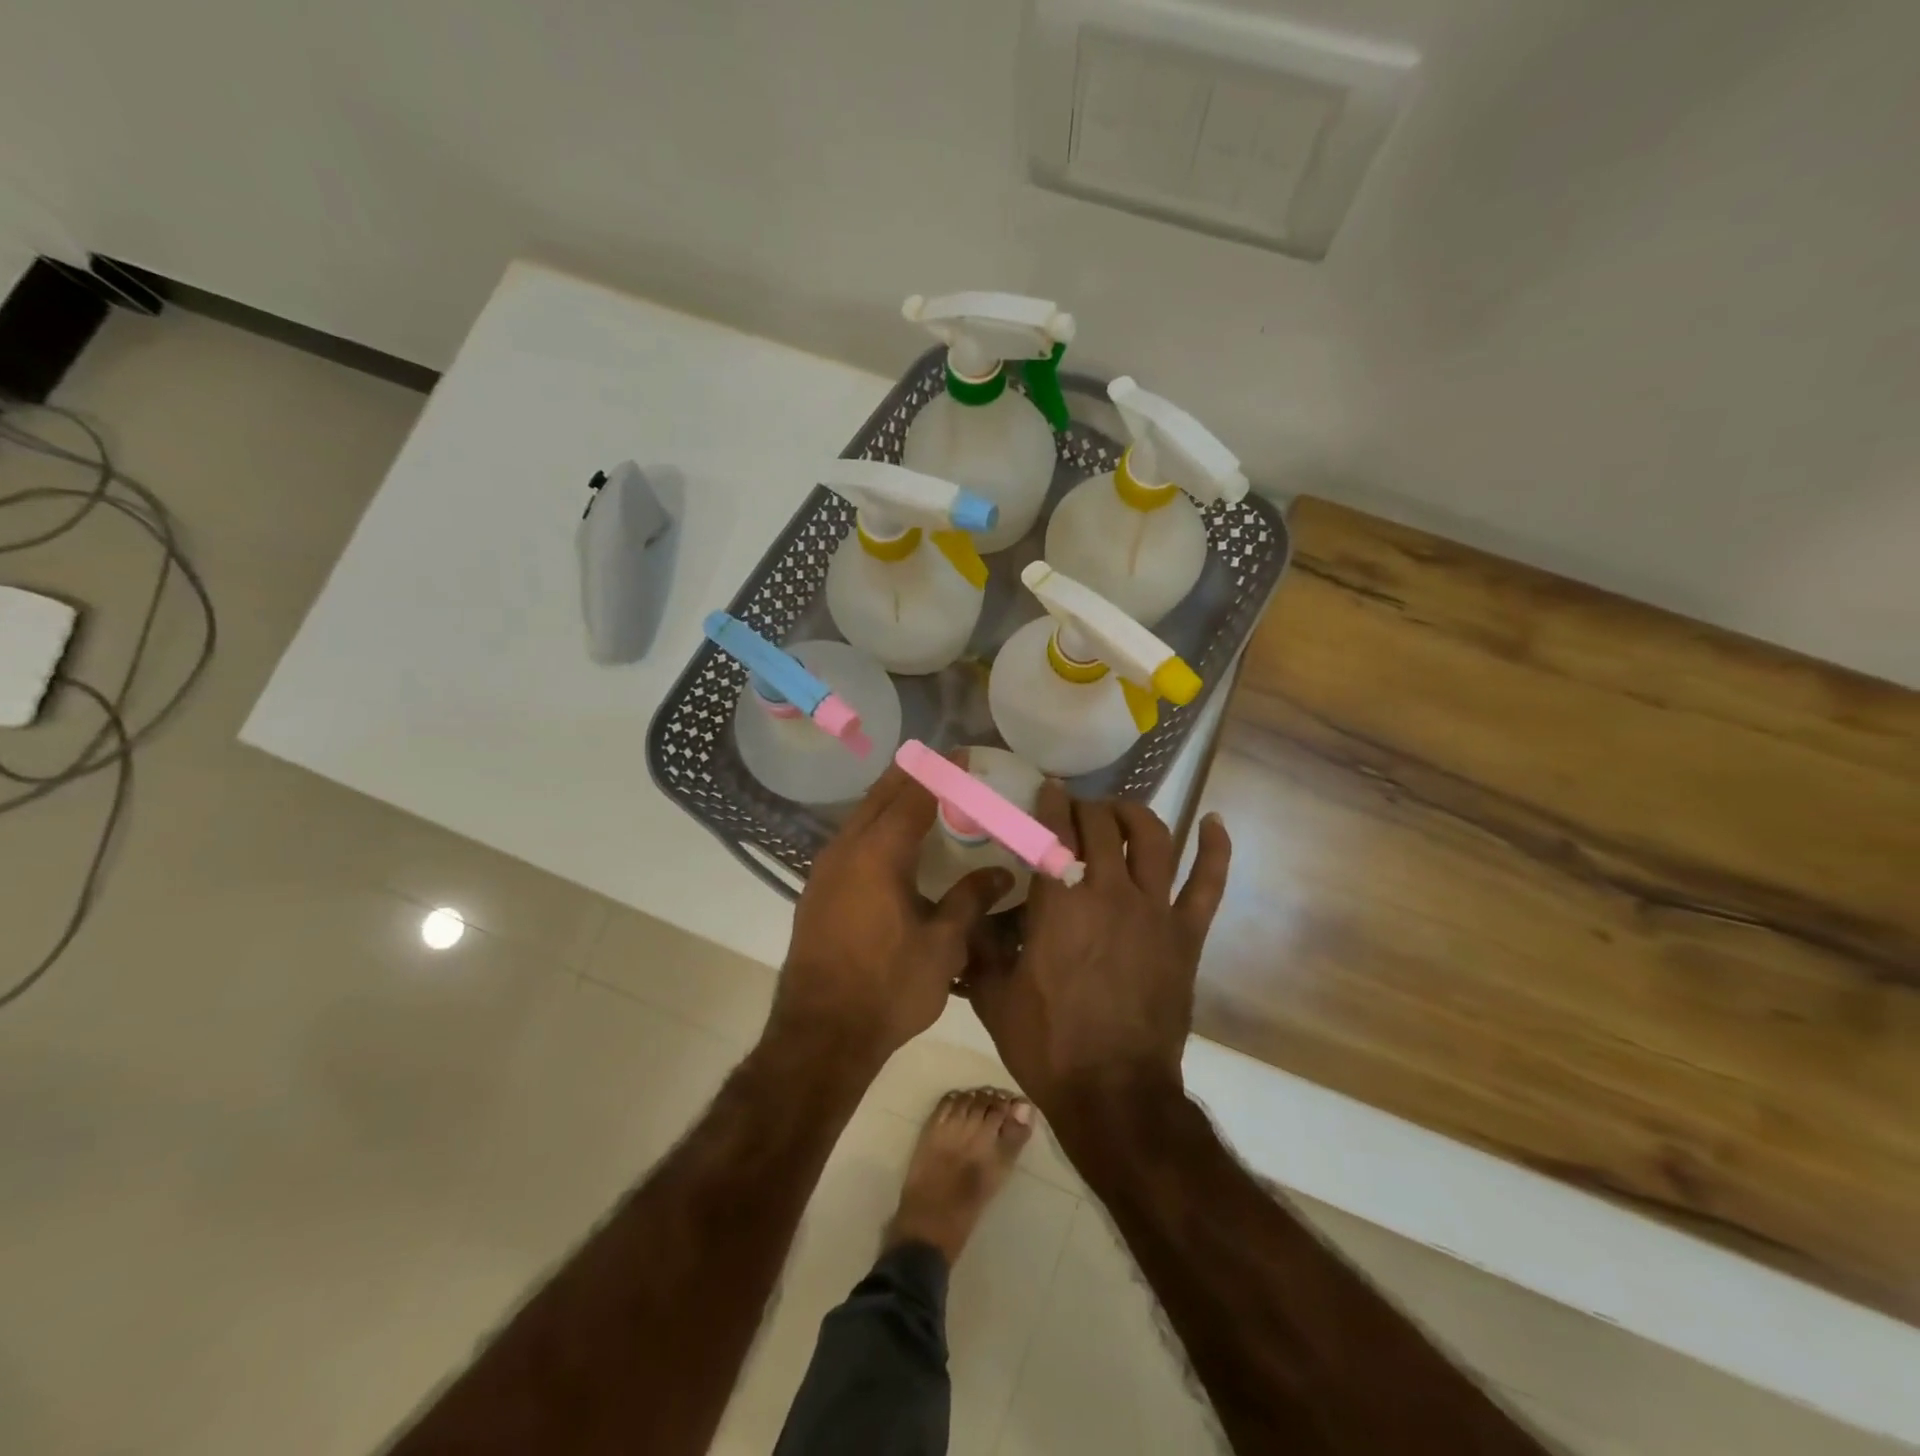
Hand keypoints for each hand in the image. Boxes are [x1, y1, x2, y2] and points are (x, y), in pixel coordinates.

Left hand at [774, 765, 1010, 1071]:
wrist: (820, 1034)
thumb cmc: (888, 988)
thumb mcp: (942, 946)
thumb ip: (970, 900)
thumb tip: (1001, 873)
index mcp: (878, 854)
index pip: (914, 796)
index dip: (940, 772)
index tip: (963, 755)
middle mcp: (846, 850)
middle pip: (880, 797)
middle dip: (912, 775)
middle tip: (944, 764)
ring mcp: (825, 870)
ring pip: (861, 818)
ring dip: (890, 801)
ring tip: (922, 796)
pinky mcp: (817, 891)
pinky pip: (850, 841)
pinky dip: (875, 827)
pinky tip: (892, 844)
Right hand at [968, 786, 1230, 1118]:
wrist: (1113, 1094)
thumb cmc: (1048, 1046)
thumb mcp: (994, 996)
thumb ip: (980, 947)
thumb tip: (969, 916)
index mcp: (1058, 903)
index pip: (1053, 832)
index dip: (1050, 803)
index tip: (1047, 790)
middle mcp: (1109, 893)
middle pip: (1102, 826)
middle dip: (1085, 809)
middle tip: (1075, 811)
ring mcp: (1154, 911)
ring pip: (1152, 839)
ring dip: (1134, 815)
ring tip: (1121, 811)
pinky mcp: (1186, 934)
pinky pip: (1207, 882)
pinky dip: (1214, 848)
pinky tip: (1213, 822)